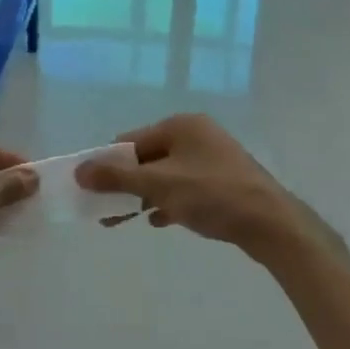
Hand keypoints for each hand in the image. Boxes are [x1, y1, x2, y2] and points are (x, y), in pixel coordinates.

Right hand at [76, 114, 297, 253]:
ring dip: (144, 195)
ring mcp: (212, 158)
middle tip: (106, 211)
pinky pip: (185, 188)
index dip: (108, 165)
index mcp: (180, 125)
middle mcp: (196, 135)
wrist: (270, 223)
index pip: (131, 141)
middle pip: (147, 158)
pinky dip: (168, 201)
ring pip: (166, 175)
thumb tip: (79, 170)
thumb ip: (116, 178)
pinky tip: (159, 221)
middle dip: (125, 184)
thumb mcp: (158, 185)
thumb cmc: (212, 195)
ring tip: (124, 220)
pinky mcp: (223, 181)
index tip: (92, 191)